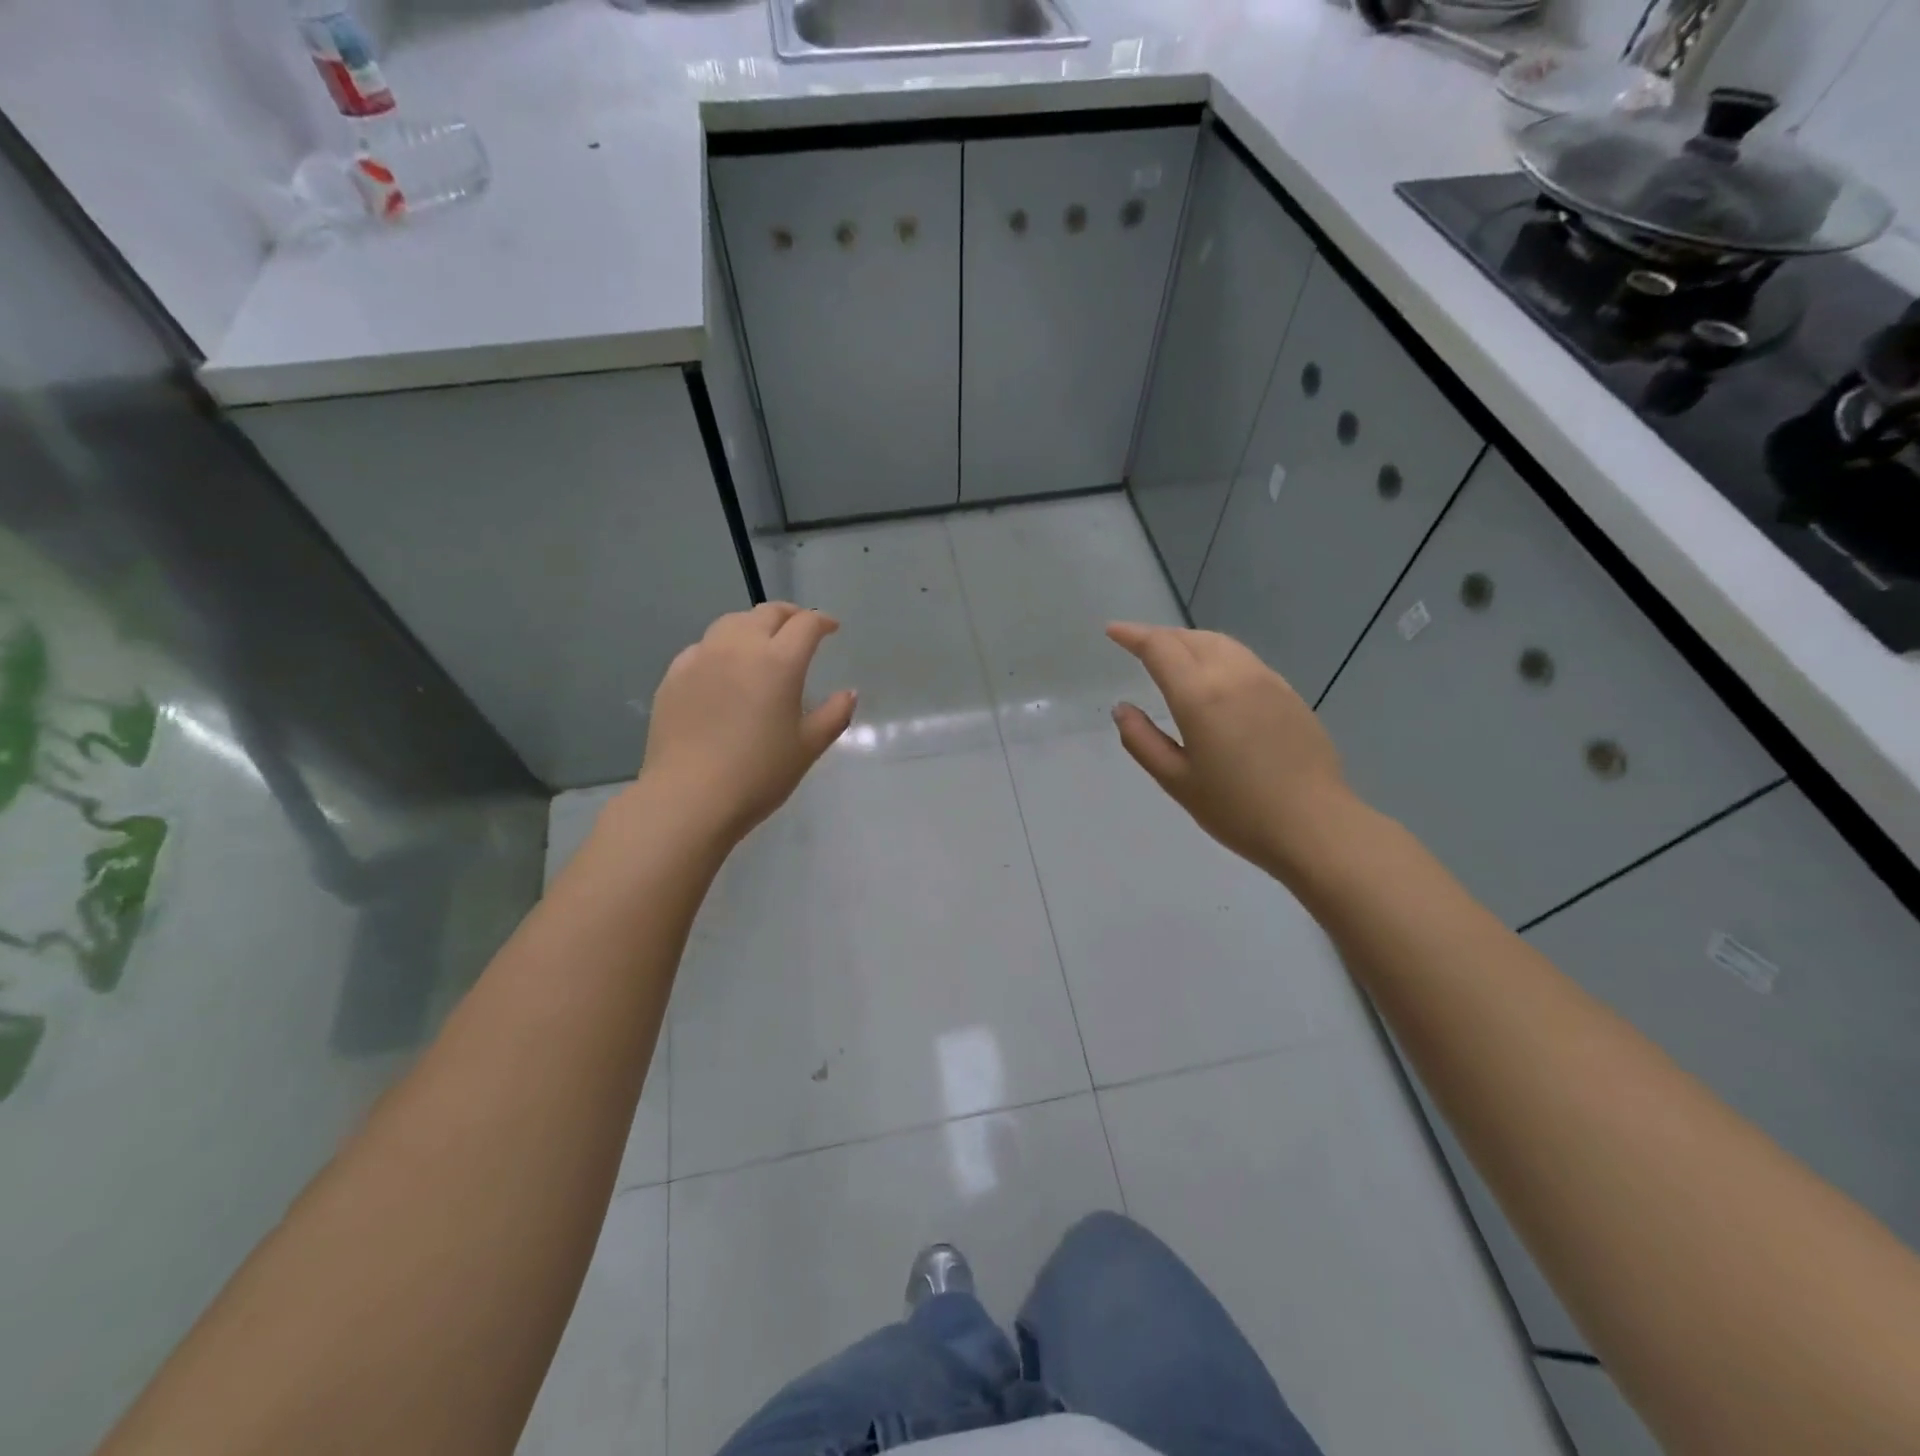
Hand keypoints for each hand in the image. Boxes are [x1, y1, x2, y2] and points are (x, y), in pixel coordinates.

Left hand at [635, 603, 856, 844]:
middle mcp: (739, 648)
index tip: (831, 628)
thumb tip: (849, 694)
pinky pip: (702, 647)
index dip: (822, 621)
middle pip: (766, 613)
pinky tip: (723, 669)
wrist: (689, 797)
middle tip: (800, 628)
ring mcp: (701, 658)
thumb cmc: (759, 774)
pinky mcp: (674, 676)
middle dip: (789, 615)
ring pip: (730, 623)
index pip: (805, 624)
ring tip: (761, 642)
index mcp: (779, 662)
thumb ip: (834, 715)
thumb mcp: (807, 748)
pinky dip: (721, 647)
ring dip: (753, 625)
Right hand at [1106, 623, 1357, 878]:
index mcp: (1199, 695)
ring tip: (1173, 655)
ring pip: (1221, 643)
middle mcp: (1233, 675)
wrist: (1315, 825)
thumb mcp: (1176, 780)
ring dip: (1190, 641)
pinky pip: (1244, 659)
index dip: (1132, 635)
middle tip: (1138, 645)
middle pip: (1191, 638)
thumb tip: (1121, 708)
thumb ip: (1141, 740)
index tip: (1113, 630)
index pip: (1159, 648)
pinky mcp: (1288, 694)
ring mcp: (1266, 681)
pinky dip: (1218, 655)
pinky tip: (1215, 677)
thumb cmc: (1236, 809)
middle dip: (1160, 636)